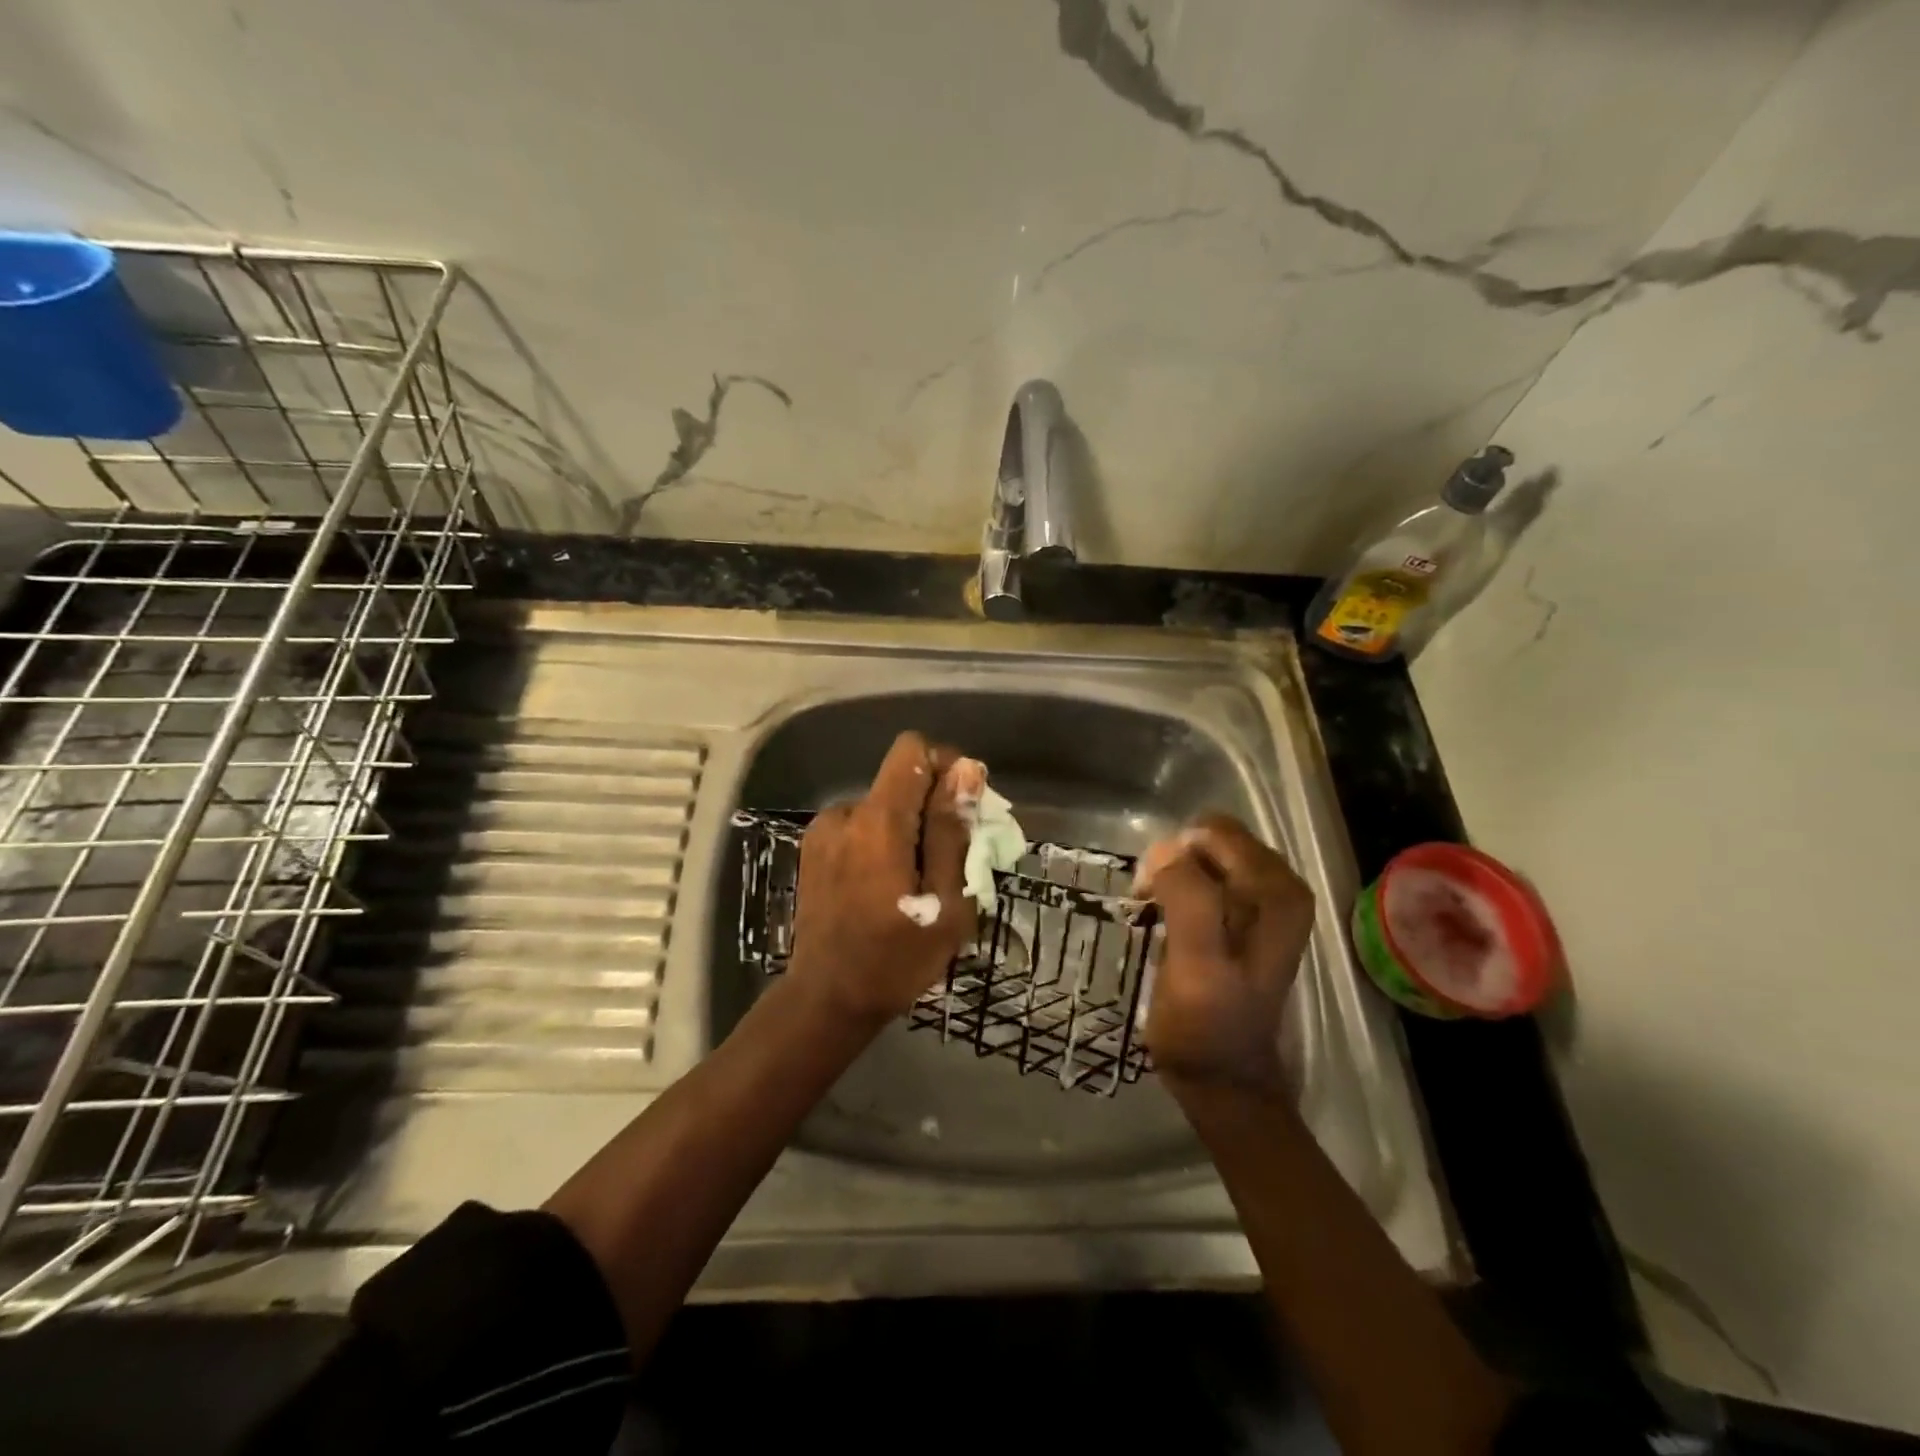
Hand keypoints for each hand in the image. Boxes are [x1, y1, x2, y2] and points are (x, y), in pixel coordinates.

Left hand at [785, 731, 972, 1025]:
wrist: (826, 1000)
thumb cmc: (896, 959)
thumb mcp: (945, 901)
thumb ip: (951, 830)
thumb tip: (966, 770)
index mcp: (878, 821)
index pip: (912, 750)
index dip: (945, 766)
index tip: (964, 809)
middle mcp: (845, 813)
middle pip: (900, 781)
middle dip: (933, 807)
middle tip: (951, 860)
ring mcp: (823, 831)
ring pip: (882, 807)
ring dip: (908, 830)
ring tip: (917, 883)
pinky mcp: (814, 851)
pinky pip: (861, 828)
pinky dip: (883, 844)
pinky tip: (887, 888)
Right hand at [1135, 814, 1314, 1091]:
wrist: (1221, 1079)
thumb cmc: (1206, 1025)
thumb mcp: (1196, 963)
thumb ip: (1188, 900)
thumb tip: (1165, 849)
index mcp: (1278, 890)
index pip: (1213, 834)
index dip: (1174, 857)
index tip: (1149, 895)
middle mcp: (1279, 887)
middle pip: (1208, 842)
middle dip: (1172, 865)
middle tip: (1149, 906)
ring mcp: (1263, 902)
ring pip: (1202, 859)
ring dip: (1171, 880)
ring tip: (1156, 918)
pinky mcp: (1243, 918)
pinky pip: (1203, 879)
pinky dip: (1177, 892)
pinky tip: (1165, 921)